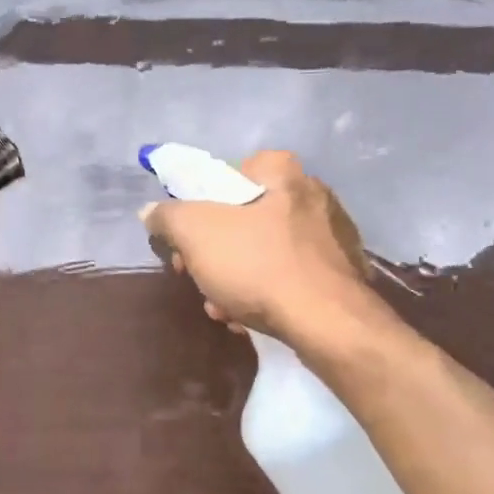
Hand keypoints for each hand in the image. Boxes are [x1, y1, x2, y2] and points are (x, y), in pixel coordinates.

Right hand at [139, 150, 373, 344]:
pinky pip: (291, 275)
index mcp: (282, 171)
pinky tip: (252, 318)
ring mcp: (332, 233)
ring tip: (225, 310)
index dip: (198, 209)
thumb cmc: (259, 265)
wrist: (328, 322)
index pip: (226, 176)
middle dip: (215, 255)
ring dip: (236, 280)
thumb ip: (168, 216)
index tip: (186, 244)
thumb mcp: (196, 234)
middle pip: (243, 219)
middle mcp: (312, 193)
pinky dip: (268, 293)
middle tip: (201, 281)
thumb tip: (151, 211)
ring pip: (265, 251)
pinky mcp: (341, 271)